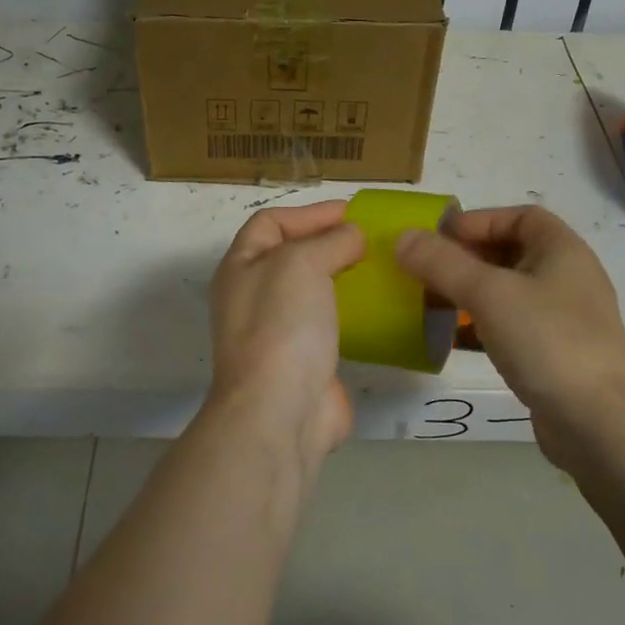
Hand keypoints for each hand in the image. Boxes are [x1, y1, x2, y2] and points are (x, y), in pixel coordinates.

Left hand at [206, 200, 365, 463]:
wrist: (279, 411)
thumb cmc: (281, 325)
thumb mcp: (301, 263)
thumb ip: (330, 241)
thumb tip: (352, 237)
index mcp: (241, 267)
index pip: (270, 222)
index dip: (309, 213)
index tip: (353, 214)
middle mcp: (254, 296)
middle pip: (293, 256)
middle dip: (330, 244)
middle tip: (373, 240)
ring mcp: (279, 332)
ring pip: (314, 292)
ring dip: (345, 278)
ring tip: (383, 269)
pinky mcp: (306, 362)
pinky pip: (332, 326)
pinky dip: (355, 314)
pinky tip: (383, 309)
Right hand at [396, 205, 624, 469]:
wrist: (600, 424)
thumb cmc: (547, 341)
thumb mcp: (488, 293)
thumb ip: (442, 263)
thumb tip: (403, 237)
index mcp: (562, 250)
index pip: (520, 216)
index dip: (478, 220)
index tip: (439, 238)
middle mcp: (567, 278)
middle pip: (511, 253)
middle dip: (466, 258)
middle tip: (426, 271)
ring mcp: (563, 320)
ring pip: (508, 293)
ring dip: (469, 294)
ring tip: (432, 303)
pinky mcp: (555, 356)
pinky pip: (511, 328)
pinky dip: (481, 327)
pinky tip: (452, 341)